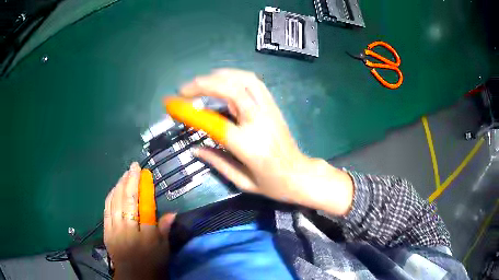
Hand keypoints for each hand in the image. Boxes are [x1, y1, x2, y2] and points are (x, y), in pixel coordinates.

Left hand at [104, 162, 175, 278]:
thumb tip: (172, 212)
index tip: (144, 173)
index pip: (144, 207)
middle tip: (133, 166)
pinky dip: (111, 196)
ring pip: (115, 202)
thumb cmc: (152, 264)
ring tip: (124, 174)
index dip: (144, 188)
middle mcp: (127, 231)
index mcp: (145, 236)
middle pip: (127, 201)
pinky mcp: (106, 232)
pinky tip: (114, 188)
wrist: (134, 277)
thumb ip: (164, 229)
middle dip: (130, 180)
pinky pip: (106, 209)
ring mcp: (114, 230)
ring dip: (119, 185)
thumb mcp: (163, 249)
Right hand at [179, 69, 353, 215]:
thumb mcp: (242, 181)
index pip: (214, 122)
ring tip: (200, 82)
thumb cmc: (272, 184)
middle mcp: (258, 121)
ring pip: (243, 80)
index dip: (190, 111)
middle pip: (230, 90)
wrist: (300, 175)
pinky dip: (235, 76)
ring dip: (218, 76)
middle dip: (202, 85)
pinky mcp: (274, 106)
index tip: (172, 105)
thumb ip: (217, 162)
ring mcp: (268, 111)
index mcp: (248, 145)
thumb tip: (195, 148)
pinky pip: (254, 83)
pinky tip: (223, 80)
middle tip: (182, 90)